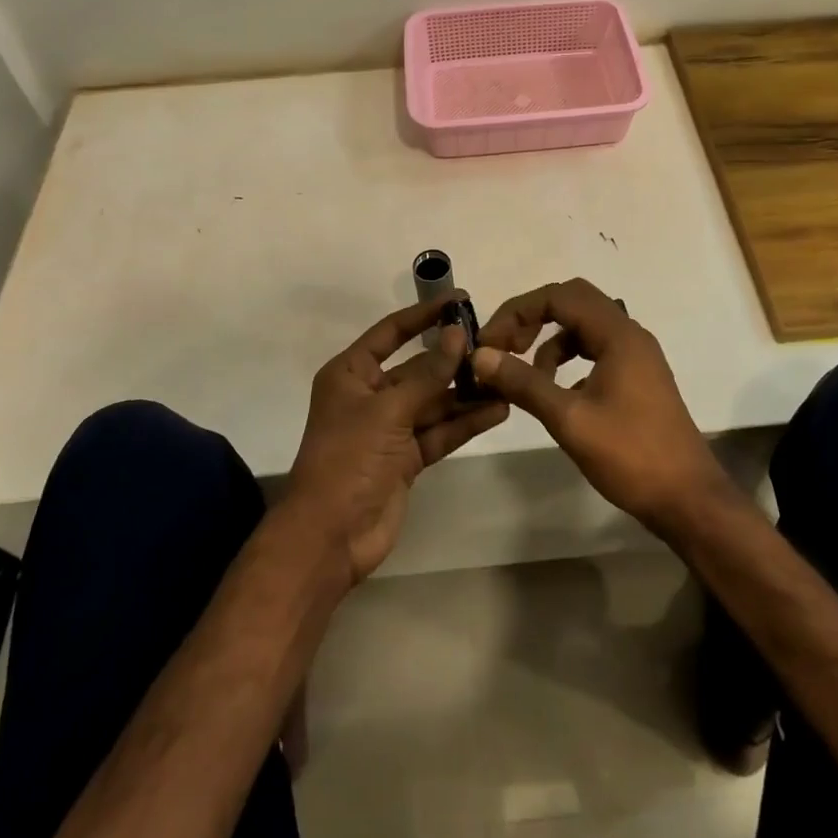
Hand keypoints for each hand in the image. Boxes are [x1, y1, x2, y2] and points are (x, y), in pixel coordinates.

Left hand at [284, 295, 508, 582]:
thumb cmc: (348, 459)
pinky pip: (440, 431)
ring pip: (434, 401)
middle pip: (418, 368)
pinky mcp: (406, 458)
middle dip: (453, 358)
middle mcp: (371, 395)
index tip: (460, 300)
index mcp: (352, 374)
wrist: (330, 537)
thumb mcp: (388, 410)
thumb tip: (458, 334)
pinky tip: (498, 410)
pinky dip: (465, 421)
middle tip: (496, 345)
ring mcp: (390, 428)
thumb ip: (428, 374)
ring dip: (466, 392)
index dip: (424, 315)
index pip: (392, 332)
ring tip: (506, 378)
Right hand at [471, 278, 731, 536]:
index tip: (490, 342)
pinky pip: (596, 351)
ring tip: (527, 377)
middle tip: (505, 347)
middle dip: (533, 318)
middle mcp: (630, 334)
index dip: (518, 311)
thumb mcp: (569, 419)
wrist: (688, 499)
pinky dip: (569, 361)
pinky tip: (557, 393)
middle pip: (573, 302)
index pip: (559, 296)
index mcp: (618, 334)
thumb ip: (524, 382)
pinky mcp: (638, 378)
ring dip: (550, 342)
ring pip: (584, 328)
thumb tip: (480, 356)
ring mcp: (637, 356)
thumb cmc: (630, 455)